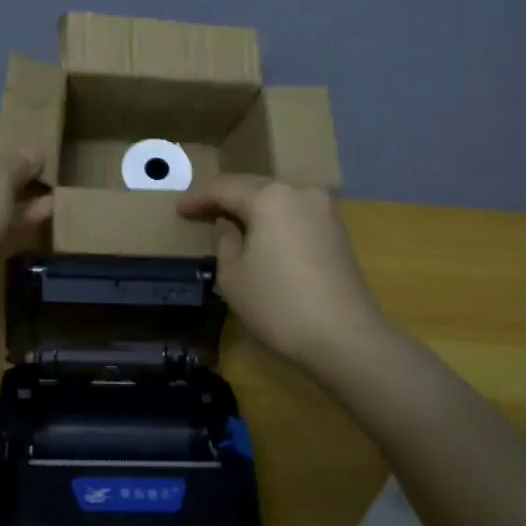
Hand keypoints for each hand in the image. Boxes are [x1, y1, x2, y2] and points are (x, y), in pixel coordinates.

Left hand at [0, 131, 51, 270]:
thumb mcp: (1, 178)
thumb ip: (20, 163)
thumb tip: (34, 153)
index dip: (12, 146)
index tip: (39, 156)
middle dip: (15, 175)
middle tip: (47, 176)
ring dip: (17, 197)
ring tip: (53, 195)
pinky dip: (9, 217)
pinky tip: (43, 213)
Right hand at [177, 175, 387, 367]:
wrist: (346, 338)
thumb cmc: (279, 305)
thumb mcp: (233, 276)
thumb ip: (224, 242)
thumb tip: (228, 225)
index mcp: (270, 197)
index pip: (224, 188)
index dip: (198, 198)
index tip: (178, 209)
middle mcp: (300, 192)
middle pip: (254, 187)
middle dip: (226, 198)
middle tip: (201, 212)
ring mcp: (324, 210)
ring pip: (278, 199)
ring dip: (253, 208)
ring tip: (230, 222)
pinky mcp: (338, 231)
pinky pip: (295, 215)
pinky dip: (275, 220)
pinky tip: (263, 235)